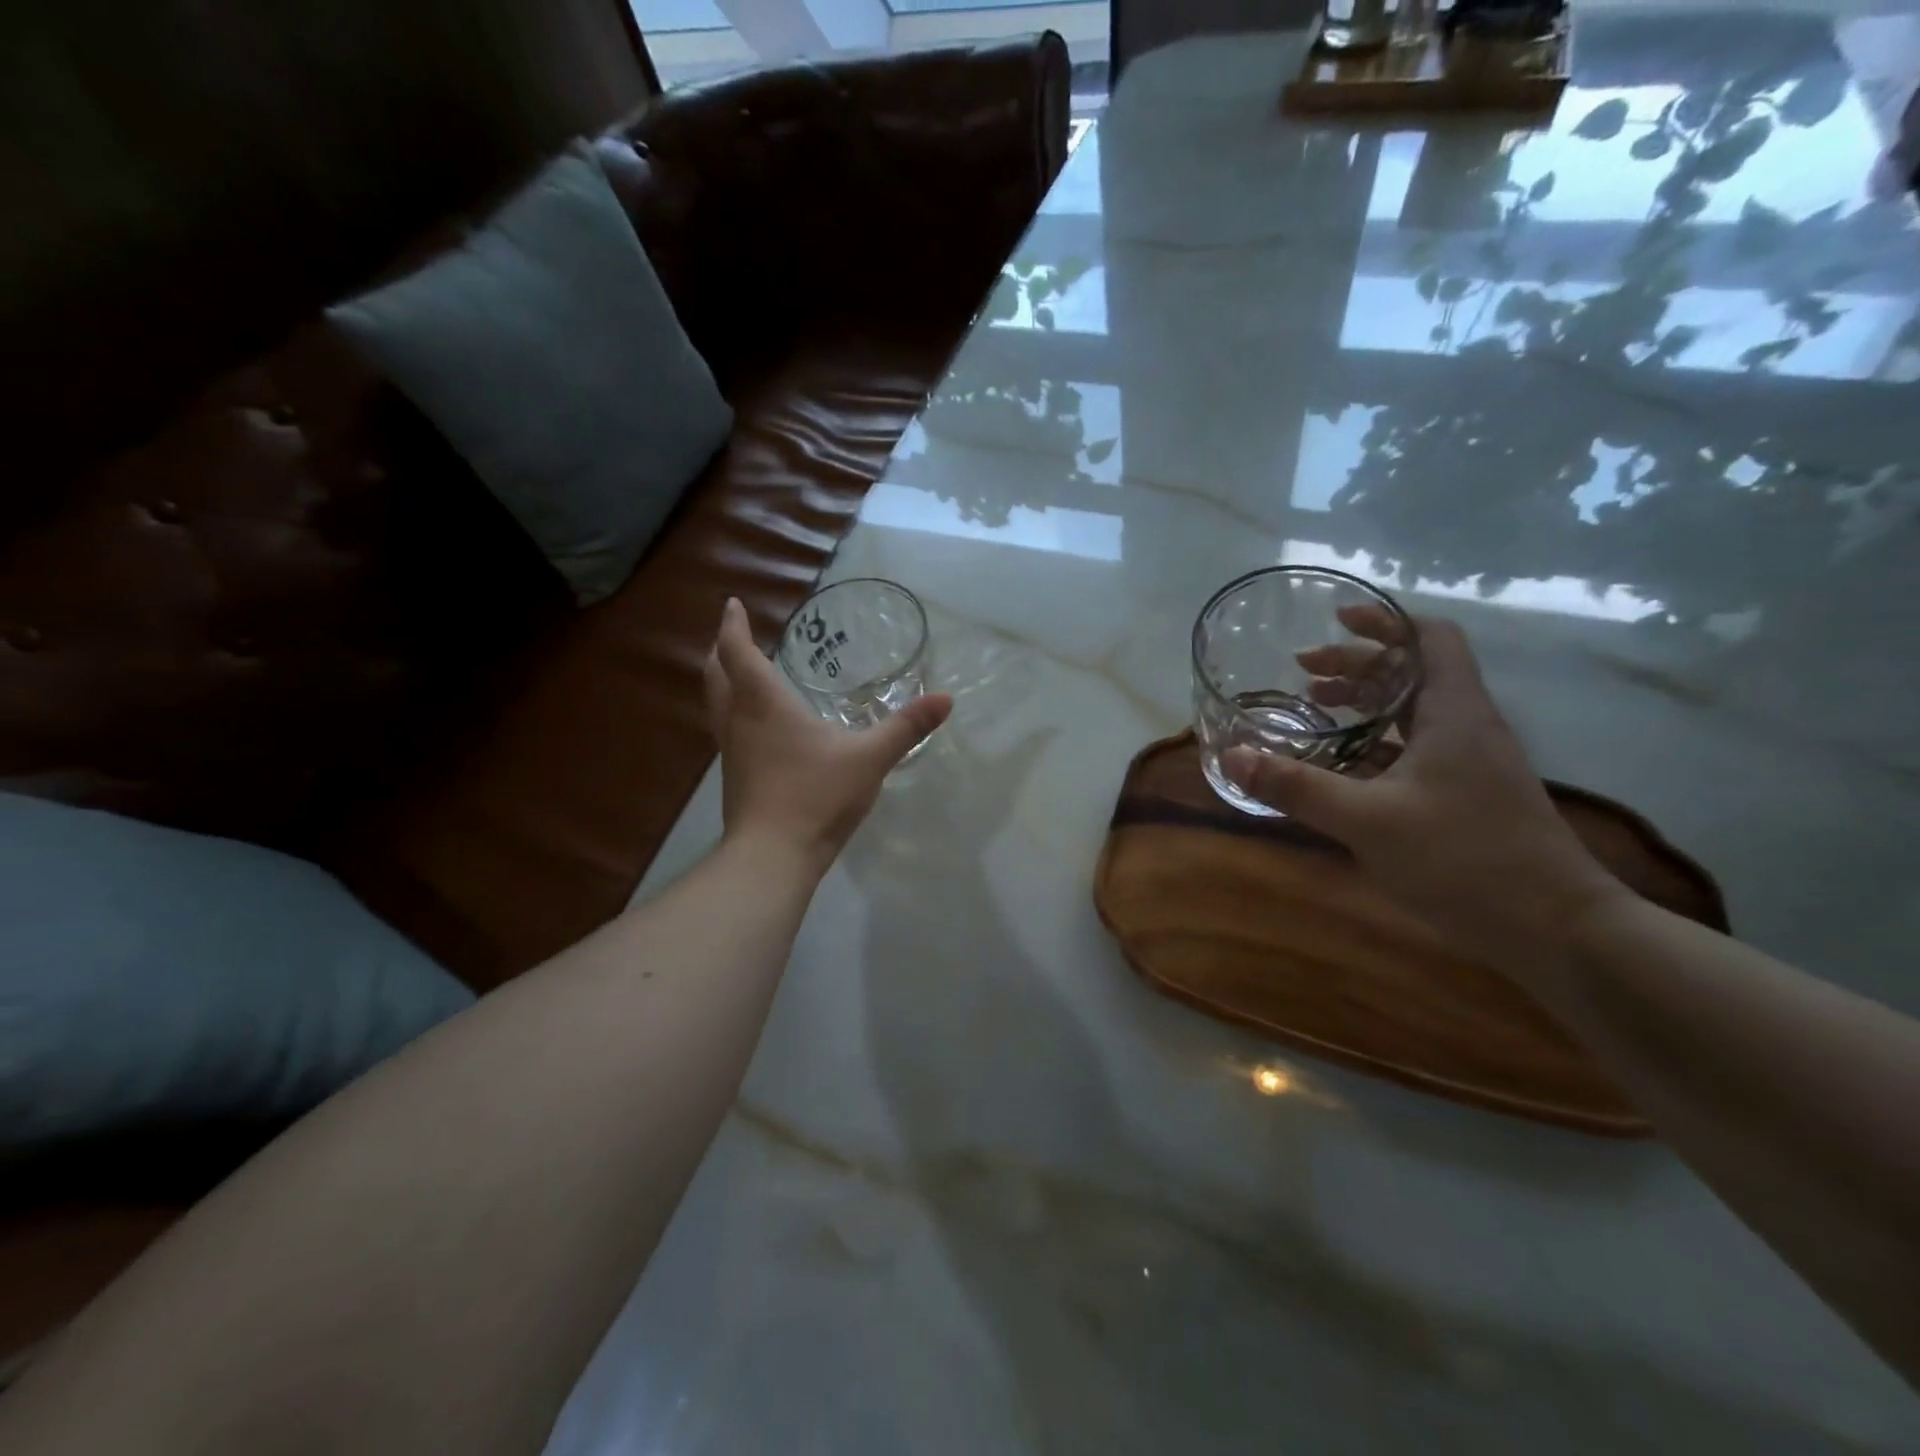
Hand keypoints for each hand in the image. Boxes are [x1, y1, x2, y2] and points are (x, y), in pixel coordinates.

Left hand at [705, 597, 951, 871]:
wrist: (772, 856)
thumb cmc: (816, 796)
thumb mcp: (870, 758)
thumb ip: (906, 728)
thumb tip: (945, 699)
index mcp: (765, 704)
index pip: (738, 653)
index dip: (733, 626)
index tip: (732, 605)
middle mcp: (739, 721)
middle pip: (717, 675)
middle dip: (721, 650)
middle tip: (731, 634)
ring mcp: (732, 752)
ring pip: (717, 705)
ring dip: (723, 682)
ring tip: (740, 674)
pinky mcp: (736, 779)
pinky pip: (728, 731)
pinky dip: (735, 713)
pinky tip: (757, 728)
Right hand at [1226, 610, 1625, 976]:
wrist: (1556, 930)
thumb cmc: (1466, 859)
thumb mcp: (1367, 821)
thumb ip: (1297, 787)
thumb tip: (1232, 757)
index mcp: (1454, 712)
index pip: (1430, 638)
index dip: (1384, 622)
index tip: (1335, 622)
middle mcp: (1466, 726)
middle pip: (1414, 672)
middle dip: (1358, 665)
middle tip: (1303, 674)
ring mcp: (1471, 763)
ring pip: (1414, 712)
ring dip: (1366, 703)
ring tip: (1316, 711)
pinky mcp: (1467, 795)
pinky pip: (1415, 748)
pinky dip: (1375, 743)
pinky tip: (1342, 767)